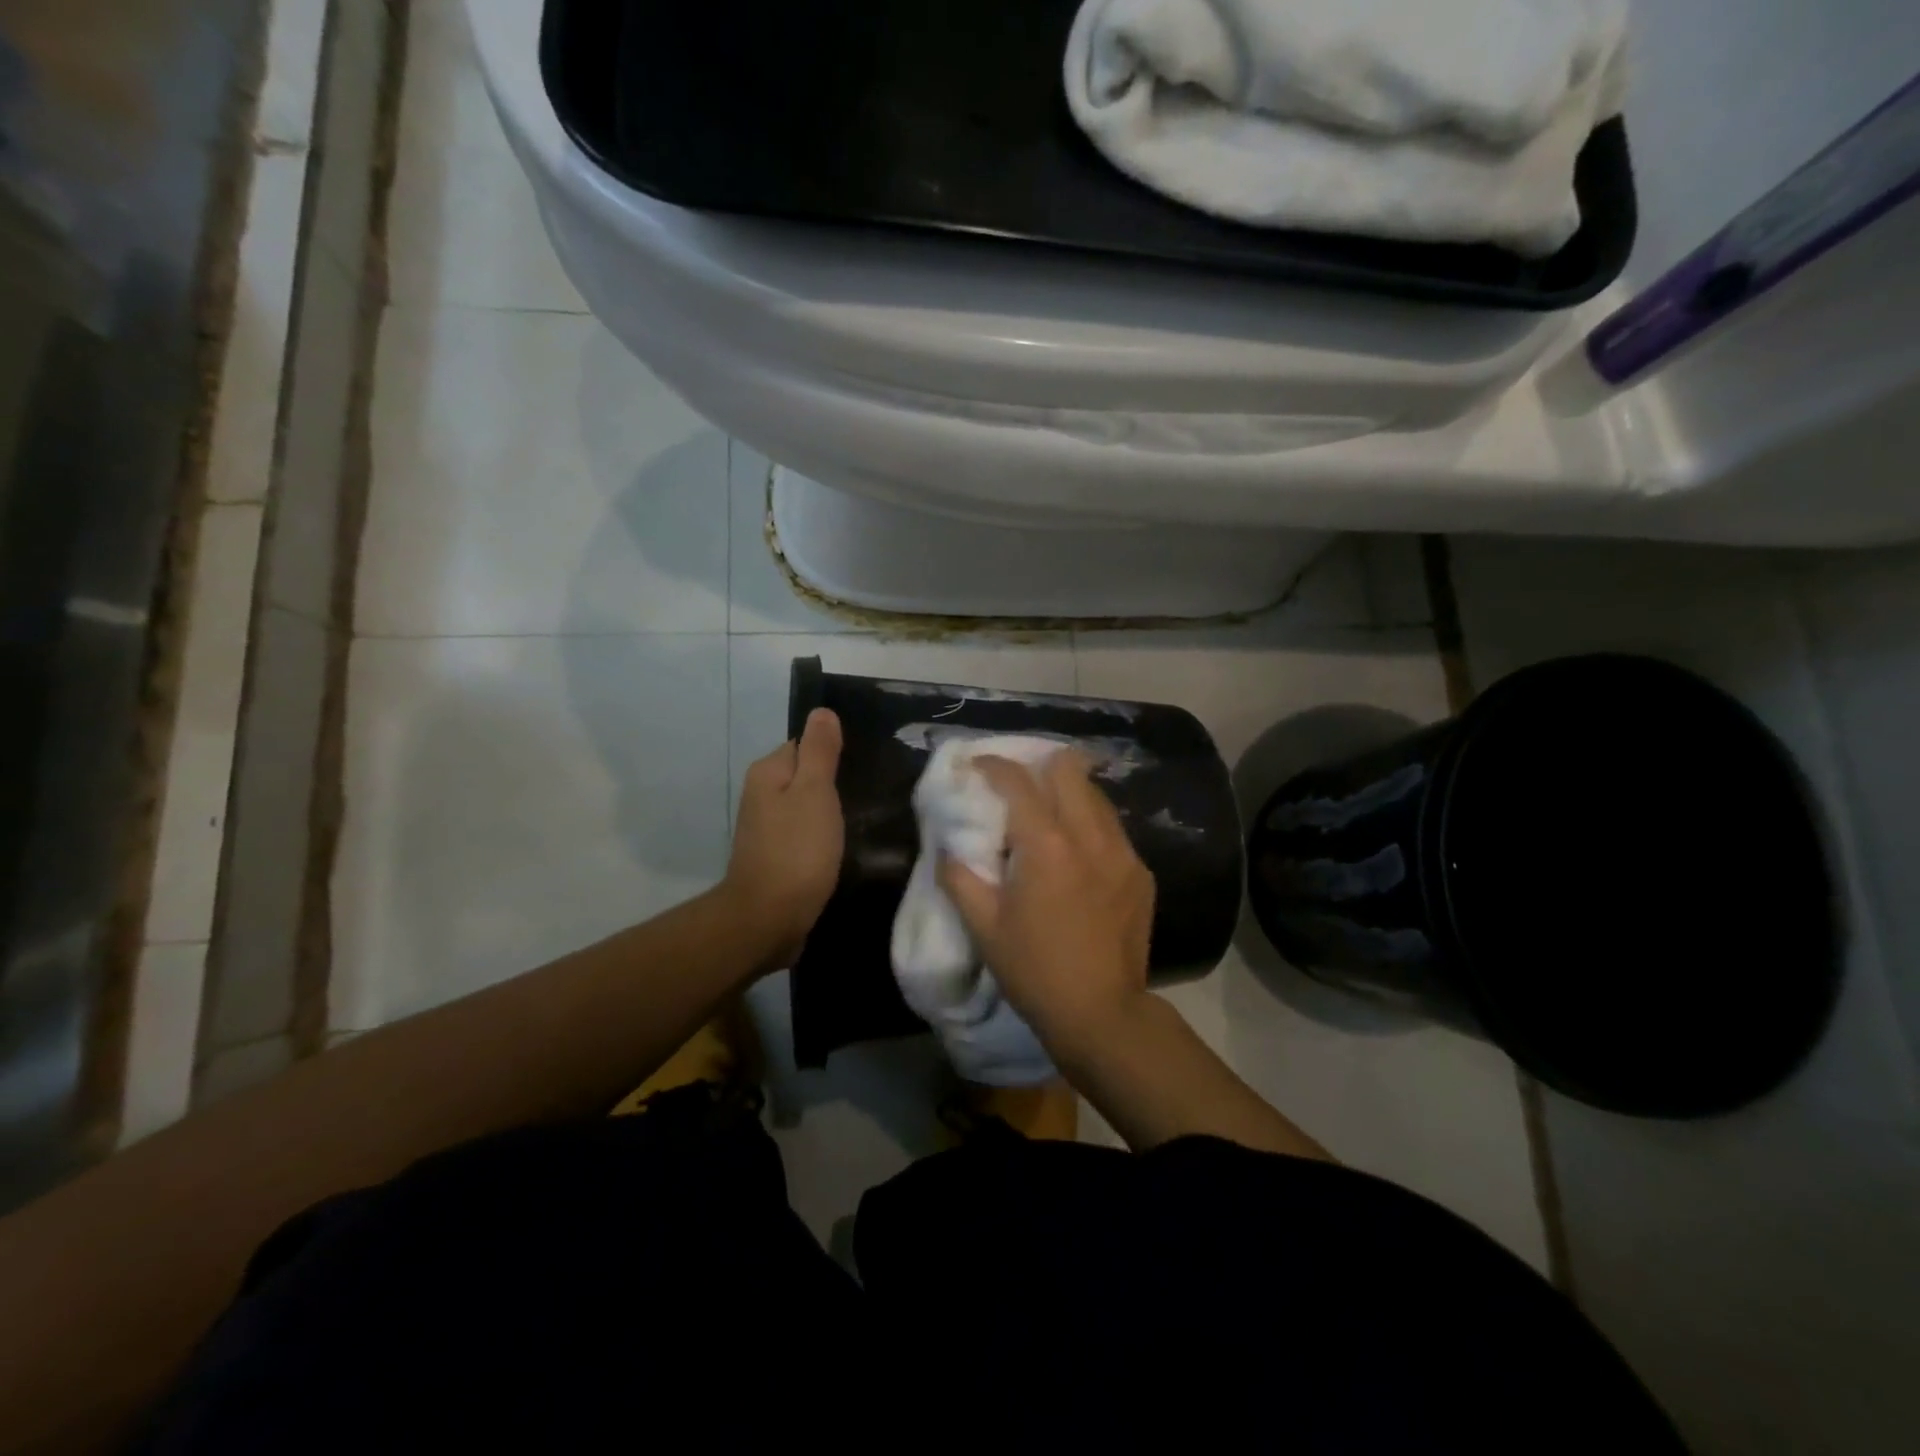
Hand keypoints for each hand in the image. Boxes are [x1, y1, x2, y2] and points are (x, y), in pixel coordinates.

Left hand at [723, 708, 844, 968]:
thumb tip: (821, 711)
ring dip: (829, 813)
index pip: (805, 745)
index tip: (860, 771)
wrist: (769, 919)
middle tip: (867, 796)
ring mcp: (768, 828)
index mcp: (769, 772)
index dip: (833, 755)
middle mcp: (762, 795)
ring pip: (807, 806)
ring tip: (860, 822)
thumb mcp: (815, 792)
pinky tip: (841, 848)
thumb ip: (820, 751)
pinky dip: (822, 838)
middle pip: (806, 775)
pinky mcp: (778, 856)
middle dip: (833, 784)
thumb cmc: (797, 850)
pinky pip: (805, 834)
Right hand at [938, 751, 1155, 1058]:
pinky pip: (1112, 829)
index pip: (1018, 781)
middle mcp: (1090, 836)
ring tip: (1048, 817)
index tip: (977, 764)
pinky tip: (1076, 855)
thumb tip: (948, 849)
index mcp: (1047, 845)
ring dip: (1068, 794)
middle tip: (1019, 786)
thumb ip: (960, 878)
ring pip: (1095, 796)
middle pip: (1069, 769)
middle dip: (1039, 766)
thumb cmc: (1034, 970)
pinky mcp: (1141, 873)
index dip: (993, 765)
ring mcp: (1123, 852)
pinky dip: (1089, 826)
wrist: (1102, 1013)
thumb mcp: (984, 927)